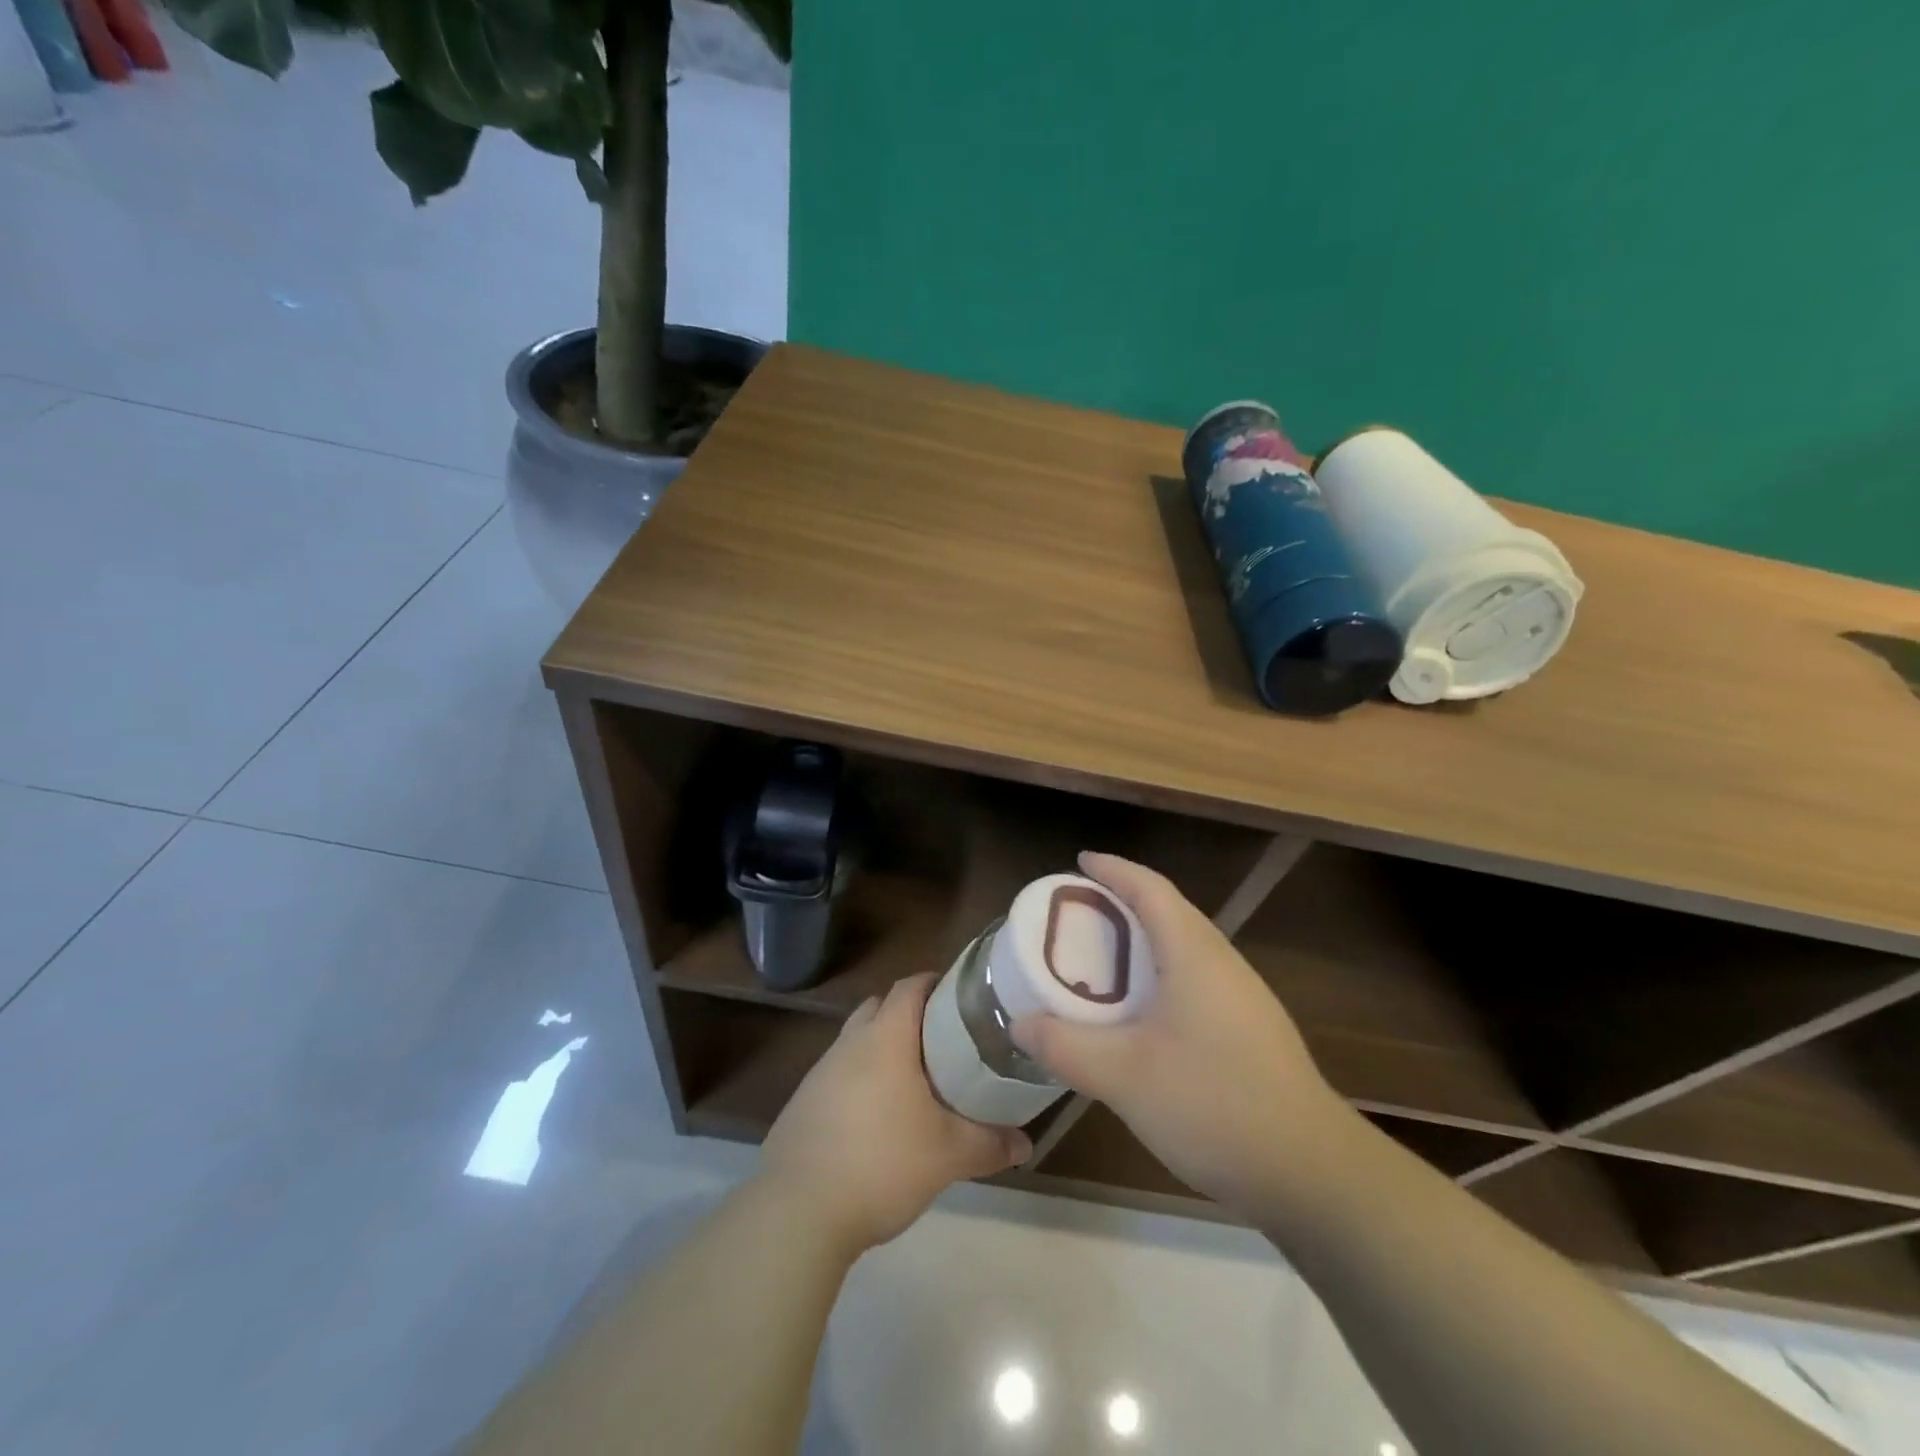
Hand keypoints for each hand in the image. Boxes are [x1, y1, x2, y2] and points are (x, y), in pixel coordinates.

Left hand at [760, 972, 1030, 1254]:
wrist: (797, 1212)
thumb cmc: (881, 1163)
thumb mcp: (947, 1156)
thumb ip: (989, 1144)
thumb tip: (1026, 1144)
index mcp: (885, 1038)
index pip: (910, 986)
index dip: (935, 984)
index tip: (961, 999)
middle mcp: (849, 1043)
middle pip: (880, 1008)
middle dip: (909, 1016)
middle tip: (942, 1042)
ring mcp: (819, 1073)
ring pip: (856, 1042)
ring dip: (882, 1051)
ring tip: (913, 1084)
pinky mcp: (801, 1104)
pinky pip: (837, 1075)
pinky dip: (859, 1083)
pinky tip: (875, 1121)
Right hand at [1012, 852, 1349, 1213]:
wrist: (1310, 1172)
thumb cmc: (1213, 1104)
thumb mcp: (1123, 1076)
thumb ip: (1065, 1045)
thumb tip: (1021, 1022)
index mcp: (1194, 955)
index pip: (1150, 890)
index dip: (1114, 870)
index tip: (1080, 862)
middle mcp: (1223, 964)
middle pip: (1170, 912)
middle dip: (1123, 903)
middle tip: (1077, 915)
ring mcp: (1244, 998)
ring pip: (1185, 948)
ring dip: (1143, 941)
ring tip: (1101, 960)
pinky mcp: (1251, 1031)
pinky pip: (1196, 979)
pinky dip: (1160, 975)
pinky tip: (1141, 1014)